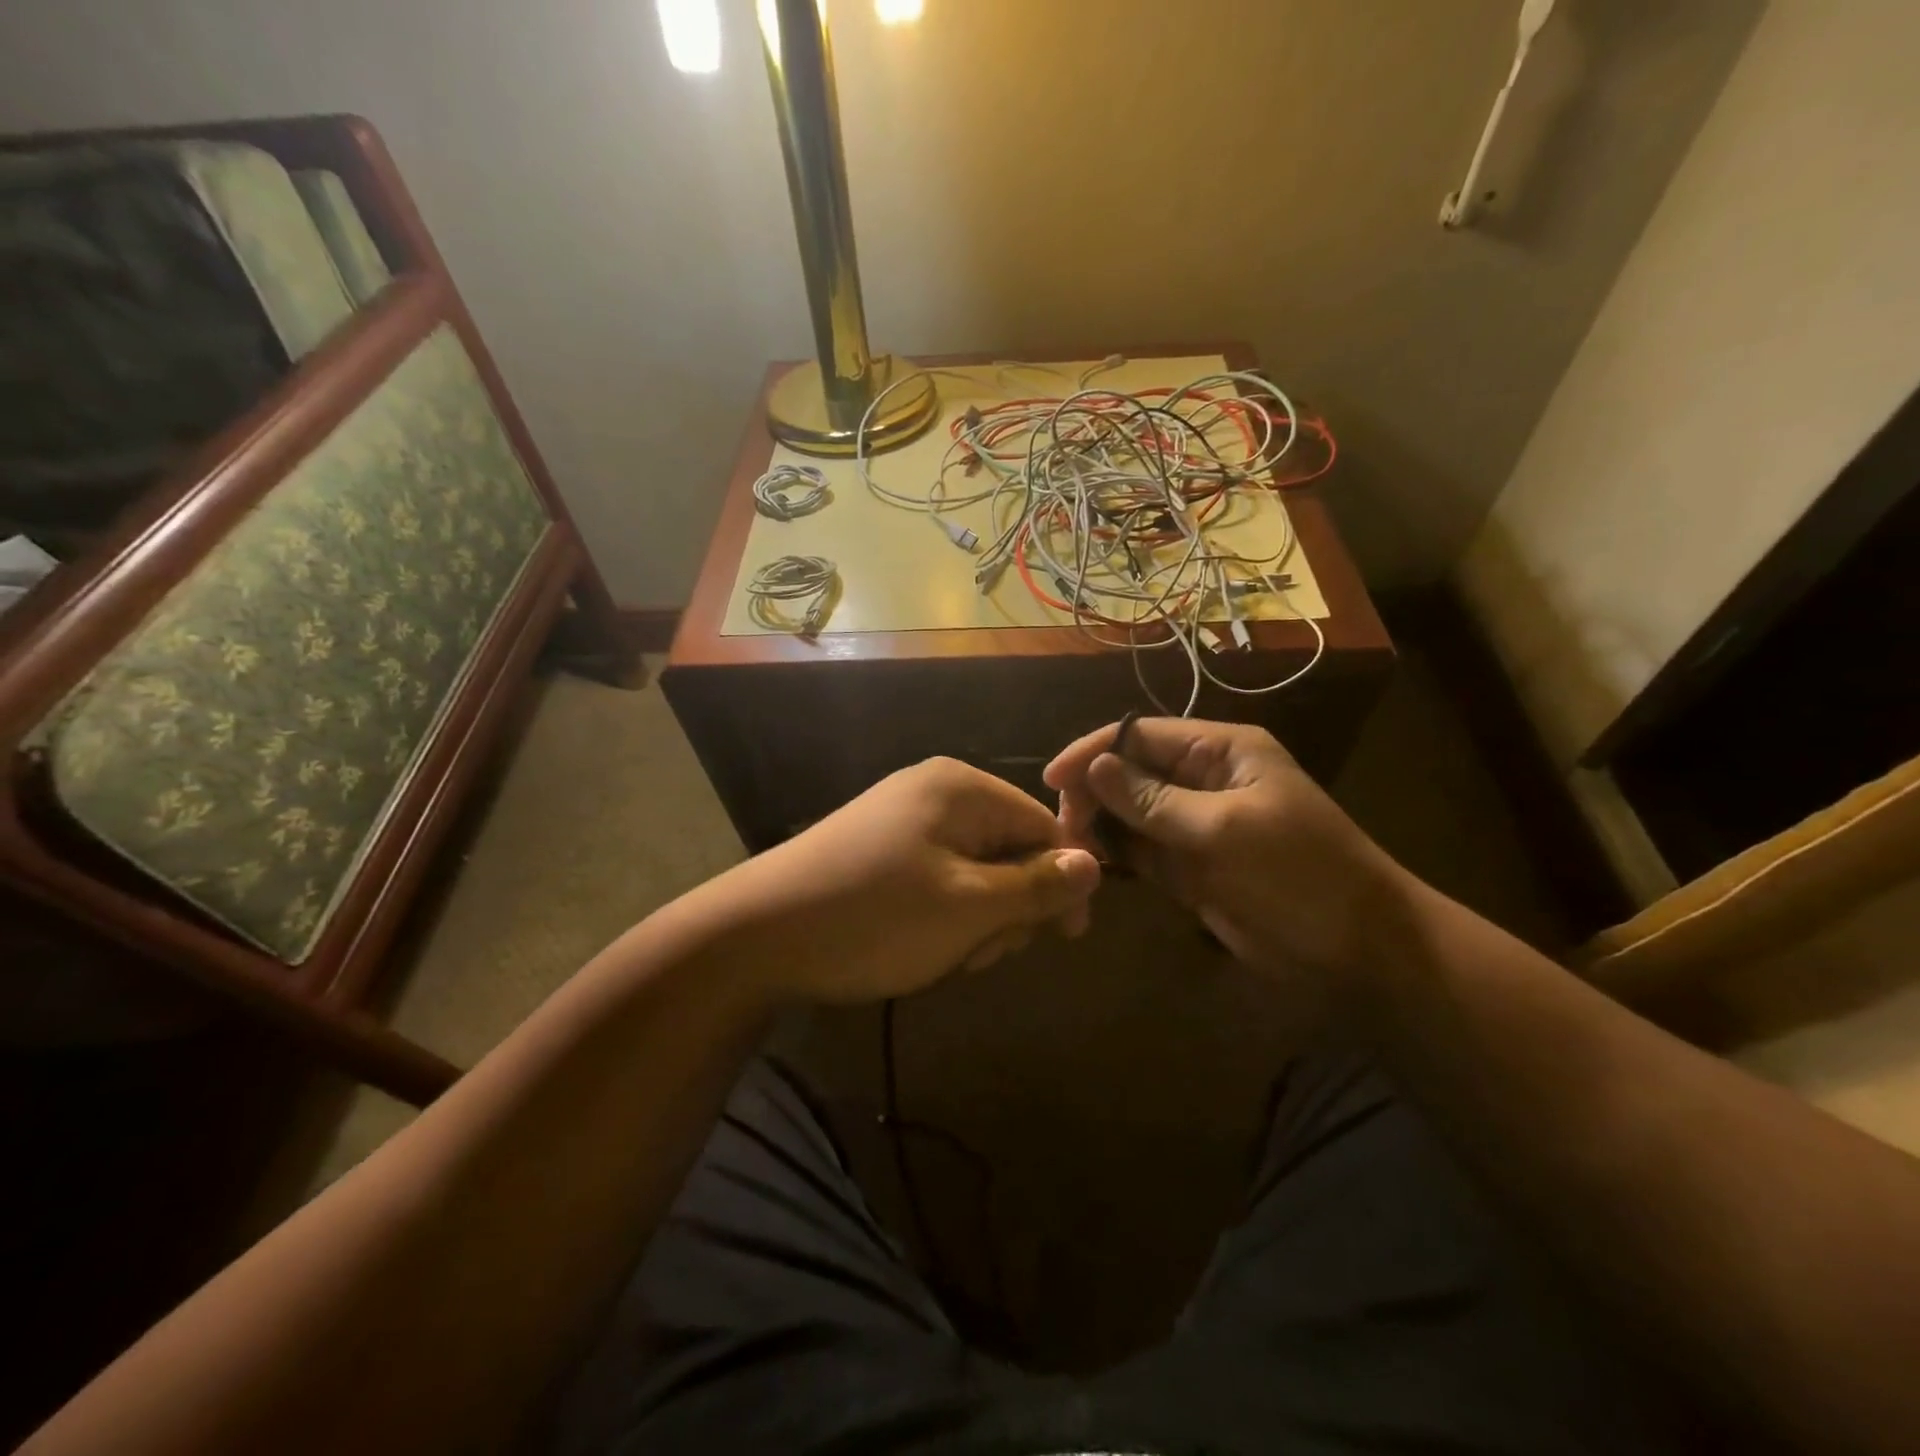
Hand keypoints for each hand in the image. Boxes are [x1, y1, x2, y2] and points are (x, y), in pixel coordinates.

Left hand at [712, 757, 1101, 1005]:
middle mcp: (935, 792)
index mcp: (962, 788)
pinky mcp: (879, 850)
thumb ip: (1037, 885)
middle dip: (1008, 907)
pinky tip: (920, 946)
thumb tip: (1095, 864)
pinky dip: (942, 915)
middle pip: (1008, 848)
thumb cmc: (875, 916)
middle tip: (981, 953)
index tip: (1066, 939)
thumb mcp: (969, 907)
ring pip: (974, 871)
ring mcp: (902, 819)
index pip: (1043, 826)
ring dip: (976, 920)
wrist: (756, 934)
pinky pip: (937, 877)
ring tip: (946, 956)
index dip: (1062, 881)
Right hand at [1045, 718, 1404, 988]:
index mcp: (1220, 752)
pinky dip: (1116, 857)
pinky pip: (1141, 851)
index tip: (1051, 779)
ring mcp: (1195, 825)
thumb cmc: (1298, 876)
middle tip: (1063, 828)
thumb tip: (1095, 767)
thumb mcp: (1224, 831)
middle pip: (1130, 772)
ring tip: (1069, 850)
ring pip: (1130, 813)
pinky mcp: (1190, 867)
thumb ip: (1154, 800)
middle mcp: (1203, 780)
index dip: (1094, 751)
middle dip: (1093, 793)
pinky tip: (1092, 867)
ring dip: (1099, 826)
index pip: (1142, 735)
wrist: (1359, 953)